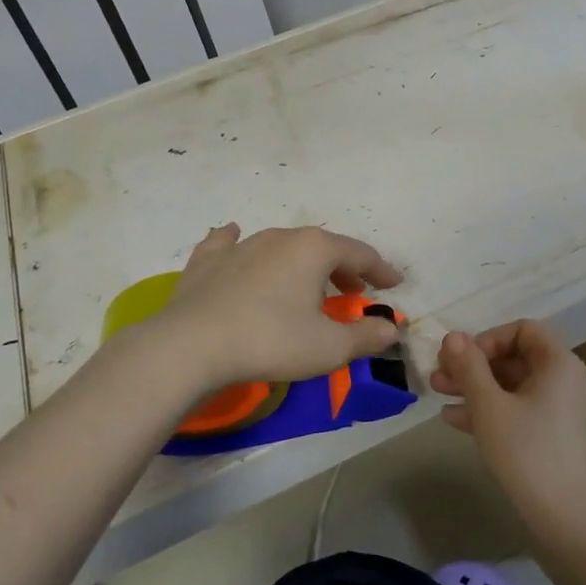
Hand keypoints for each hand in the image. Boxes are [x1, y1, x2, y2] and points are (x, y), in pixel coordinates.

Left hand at [152, 224, 402, 391]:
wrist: (191, 346)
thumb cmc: (271, 341)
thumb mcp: (329, 348)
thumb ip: (365, 336)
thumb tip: (390, 328)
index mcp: (315, 250)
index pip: (360, 254)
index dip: (381, 270)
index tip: (394, 283)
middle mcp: (281, 236)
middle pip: (322, 247)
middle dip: (343, 267)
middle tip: (353, 291)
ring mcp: (241, 245)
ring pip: (282, 246)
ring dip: (301, 263)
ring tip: (307, 284)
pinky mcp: (208, 260)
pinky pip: (229, 243)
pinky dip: (240, 243)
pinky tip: (234, 238)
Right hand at [430, 321, 585, 533]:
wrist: (563, 517)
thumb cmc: (526, 451)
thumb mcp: (489, 405)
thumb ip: (469, 367)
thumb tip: (453, 336)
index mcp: (558, 363)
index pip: (522, 330)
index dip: (488, 338)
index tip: (463, 360)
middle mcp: (563, 379)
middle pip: (513, 357)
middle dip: (473, 365)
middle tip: (437, 375)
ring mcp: (558, 409)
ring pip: (511, 385)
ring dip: (474, 386)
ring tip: (437, 392)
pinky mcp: (550, 434)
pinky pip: (517, 409)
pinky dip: (488, 409)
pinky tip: (453, 419)